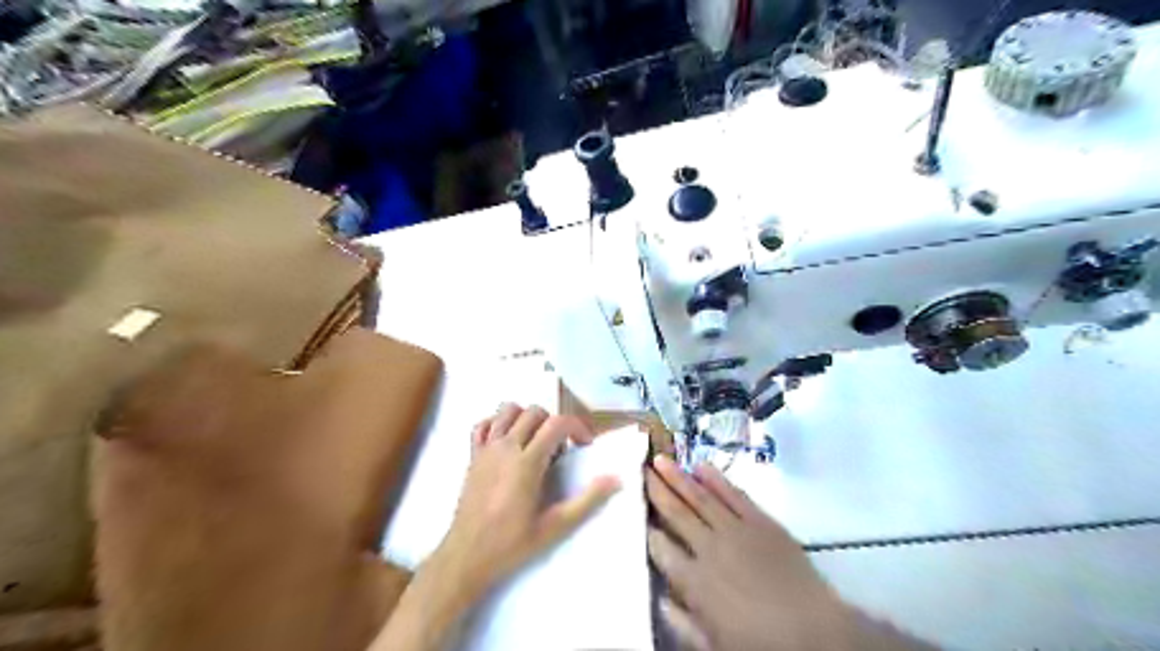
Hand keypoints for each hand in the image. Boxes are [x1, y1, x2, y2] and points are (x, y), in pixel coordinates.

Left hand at [375, 402, 619, 649]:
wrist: (467, 556)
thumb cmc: (512, 544)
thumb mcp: (556, 526)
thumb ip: (587, 500)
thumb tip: (616, 479)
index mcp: (527, 462)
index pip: (557, 424)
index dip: (577, 427)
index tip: (584, 445)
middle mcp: (506, 447)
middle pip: (534, 412)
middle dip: (554, 423)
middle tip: (561, 449)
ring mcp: (486, 449)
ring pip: (507, 410)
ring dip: (526, 418)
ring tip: (535, 441)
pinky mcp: (472, 456)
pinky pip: (483, 425)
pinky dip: (497, 424)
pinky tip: (507, 442)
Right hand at [649, 457, 854, 649]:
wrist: (816, 633)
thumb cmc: (761, 644)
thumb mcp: (713, 646)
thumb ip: (683, 623)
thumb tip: (660, 599)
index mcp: (694, 581)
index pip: (661, 548)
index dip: (647, 528)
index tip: (636, 511)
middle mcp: (709, 548)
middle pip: (676, 514)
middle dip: (658, 491)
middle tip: (642, 469)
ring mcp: (736, 531)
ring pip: (700, 498)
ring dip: (679, 478)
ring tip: (662, 459)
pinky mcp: (761, 522)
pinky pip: (734, 495)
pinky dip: (717, 480)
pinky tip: (701, 466)